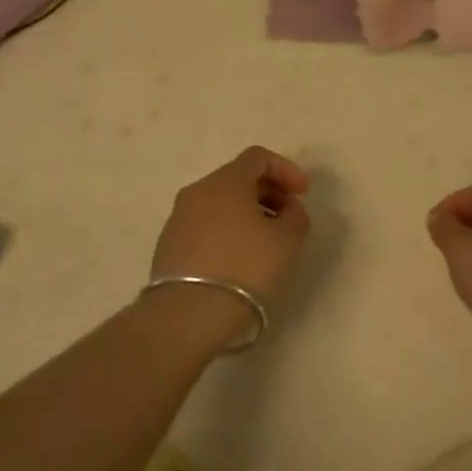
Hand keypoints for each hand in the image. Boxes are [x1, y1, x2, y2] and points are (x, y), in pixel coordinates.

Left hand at [146, 147, 311, 341]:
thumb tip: (288, 208)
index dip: (286, 170)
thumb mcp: (287, 241)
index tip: (303, 194)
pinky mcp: (168, 244)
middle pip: (237, 178)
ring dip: (246, 212)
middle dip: (268, 192)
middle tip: (288, 217)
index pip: (258, 157)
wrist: (188, 313)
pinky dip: (226, 229)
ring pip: (219, 202)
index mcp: (226, 181)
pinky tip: (239, 258)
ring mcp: (178, 217)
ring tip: (265, 240)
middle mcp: (198, 191)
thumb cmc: (245, 268)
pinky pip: (204, 224)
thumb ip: (296, 216)